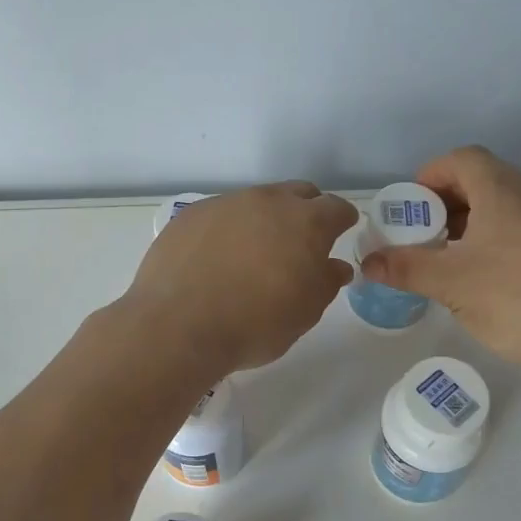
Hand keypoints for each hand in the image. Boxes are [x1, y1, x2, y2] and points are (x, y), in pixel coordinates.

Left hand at [125, 182, 357, 375]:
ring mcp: (224, 204)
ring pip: (255, 202)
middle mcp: (266, 201)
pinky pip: (219, 215)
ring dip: (263, 219)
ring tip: (253, 253)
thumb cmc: (255, 324)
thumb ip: (326, 282)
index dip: (342, 221)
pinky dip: (226, 230)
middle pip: (297, 194)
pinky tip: (215, 258)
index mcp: (305, 222)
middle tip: (300, 242)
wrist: (178, 326)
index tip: (340, 233)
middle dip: (306, 211)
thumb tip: (334, 266)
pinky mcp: (189, 215)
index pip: (336, 208)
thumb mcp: (305, 312)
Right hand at [359, 146, 520, 365]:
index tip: (412, 208)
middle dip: (447, 203)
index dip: (431, 176)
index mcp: (503, 192)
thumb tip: (367, 263)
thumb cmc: (515, 299)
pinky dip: (496, 241)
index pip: (462, 159)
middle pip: (483, 180)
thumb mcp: (449, 283)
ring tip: (450, 259)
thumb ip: (404, 267)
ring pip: (504, 207)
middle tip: (424, 236)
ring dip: (472, 224)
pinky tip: (486, 279)